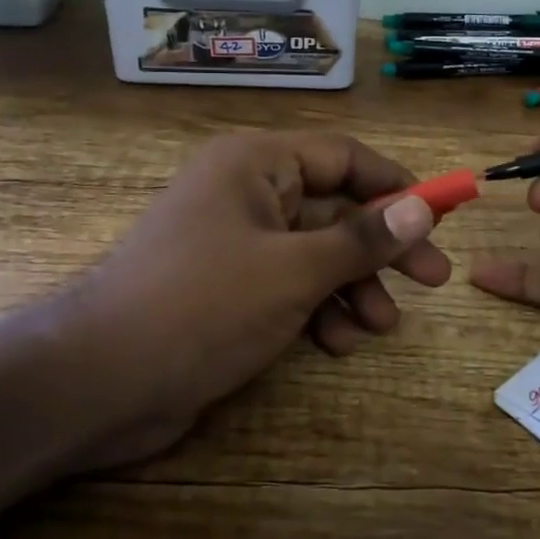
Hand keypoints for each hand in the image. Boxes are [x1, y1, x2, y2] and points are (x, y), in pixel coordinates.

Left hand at [36, 131, 447, 468]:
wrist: (99, 381)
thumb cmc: (203, 306)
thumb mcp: (294, 270)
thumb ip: (362, 240)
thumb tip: (423, 207)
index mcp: (256, 165)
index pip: (342, 156)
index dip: (395, 184)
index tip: (439, 216)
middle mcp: (246, 193)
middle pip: (334, 208)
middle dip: (381, 247)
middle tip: (433, 279)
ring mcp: (235, 243)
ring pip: (315, 252)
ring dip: (353, 286)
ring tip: (382, 325)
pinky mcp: (228, 288)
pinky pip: (289, 285)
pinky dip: (318, 310)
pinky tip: (338, 343)